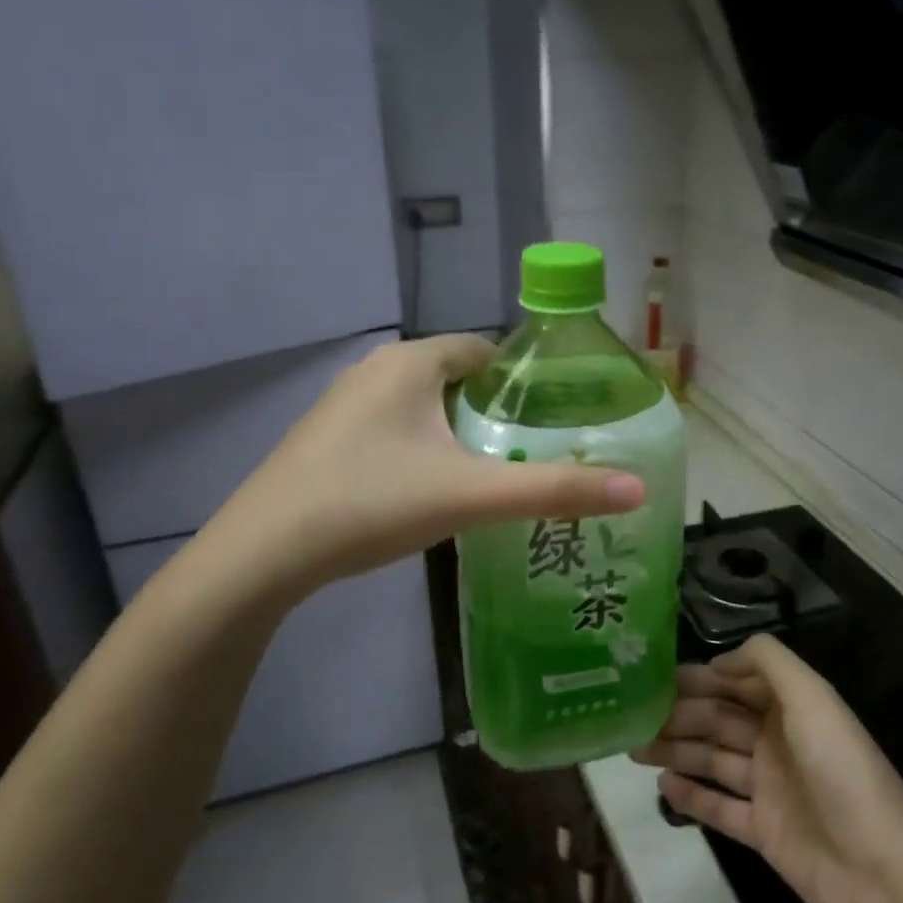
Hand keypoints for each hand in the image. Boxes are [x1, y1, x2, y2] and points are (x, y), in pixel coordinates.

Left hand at [170, 334, 646, 618]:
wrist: (264, 554)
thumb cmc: (373, 503)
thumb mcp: (473, 495)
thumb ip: (556, 491)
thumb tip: (638, 490)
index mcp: (410, 363)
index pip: (483, 348)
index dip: (523, 379)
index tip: (556, 416)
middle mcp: (374, 370)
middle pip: (455, 379)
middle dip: (494, 410)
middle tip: (533, 452)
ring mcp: (343, 406)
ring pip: (421, 408)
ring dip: (458, 433)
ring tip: (493, 475)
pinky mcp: (324, 441)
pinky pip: (392, 431)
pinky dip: (421, 449)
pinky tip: (431, 492)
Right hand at [633, 634, 902, 902]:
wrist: (879, 876)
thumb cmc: (842, 773)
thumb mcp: (813, 698)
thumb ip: (769, 662)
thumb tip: (720, 660)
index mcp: (795, 708)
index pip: (740, 683)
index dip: (702, 678)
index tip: (657, 675)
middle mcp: (780, 742)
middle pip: (721, 720)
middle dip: (680, 714)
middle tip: (635, 714)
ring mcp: (771, 788)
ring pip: (713, 760)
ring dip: (676, 751)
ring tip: (634, 747)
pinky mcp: (763, 832)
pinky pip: (719, 807)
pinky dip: (691, 796)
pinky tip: (661, 786)